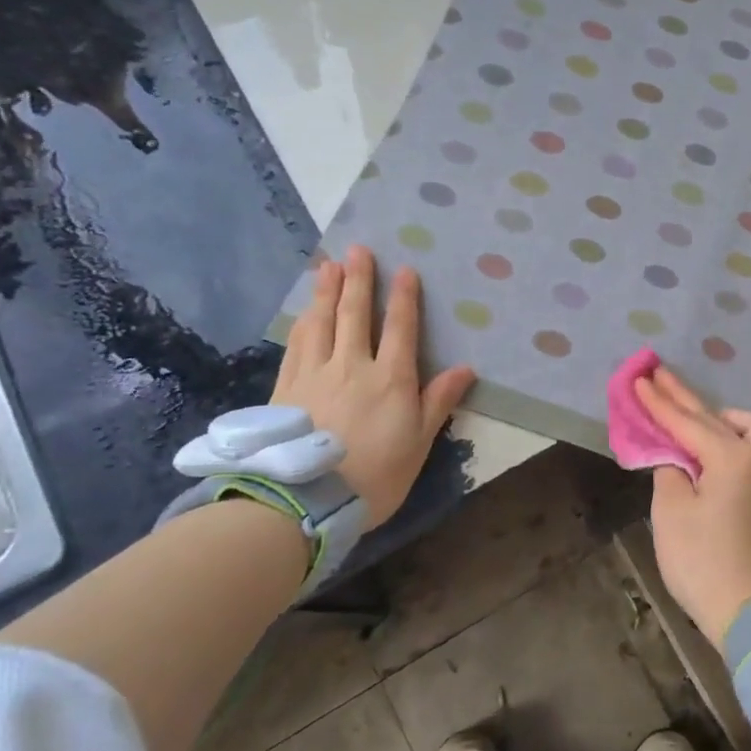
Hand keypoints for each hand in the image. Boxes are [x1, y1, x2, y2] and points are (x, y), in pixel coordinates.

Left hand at [271, 245, 475, 521]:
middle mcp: (352, 366)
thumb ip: (438, 401)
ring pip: (321, 323)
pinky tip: (304, 312)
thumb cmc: (374, 475)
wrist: (305, 500)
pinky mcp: (285, 388)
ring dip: (326, 291)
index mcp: (390, 379)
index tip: (404, 269)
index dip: (403, 297)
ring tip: (329, 266)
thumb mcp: (418, 443)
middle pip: (354, 314)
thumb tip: (465, 368)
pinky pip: (296, 344)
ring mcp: (314, 374)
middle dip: (359, 280)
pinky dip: (302, 322)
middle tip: (358, 250)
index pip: (399, 328)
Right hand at [633, 365, 750, 647]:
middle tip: (659, 374)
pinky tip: (721, 447)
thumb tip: (676, 459)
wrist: (750, 612)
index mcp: (731, 456)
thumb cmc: (703, 560)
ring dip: (720, 416)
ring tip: (694, 416)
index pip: (686, 422)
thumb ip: (670, 471)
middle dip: (684, 398)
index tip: (640, 378)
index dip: (659, 402)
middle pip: (715, 418)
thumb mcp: (671, 512)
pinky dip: (734, 438)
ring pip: (748, 429)